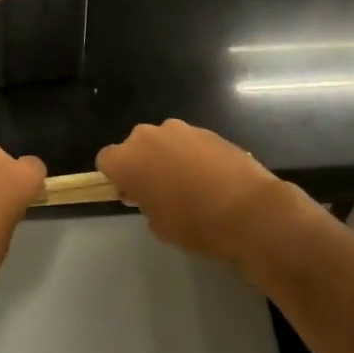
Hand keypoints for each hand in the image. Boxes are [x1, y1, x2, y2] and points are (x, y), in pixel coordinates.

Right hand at [97, 120, 290, 271]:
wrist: (247, 210)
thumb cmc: (194, 223)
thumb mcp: (158, 223)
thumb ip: (145, 201)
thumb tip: (151, 191)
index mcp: (128, 159)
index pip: (106, 159)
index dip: (116, 176)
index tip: (132, 193)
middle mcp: (148, 135)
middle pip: (135, 145)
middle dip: (143, 163)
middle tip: (161, 190)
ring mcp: (180, 129)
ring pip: (163, 141)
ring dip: (168, 156)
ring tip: (191, 184)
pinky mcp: (207, 130)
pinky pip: (189, 142)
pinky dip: (193, 155)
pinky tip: (212, 178)